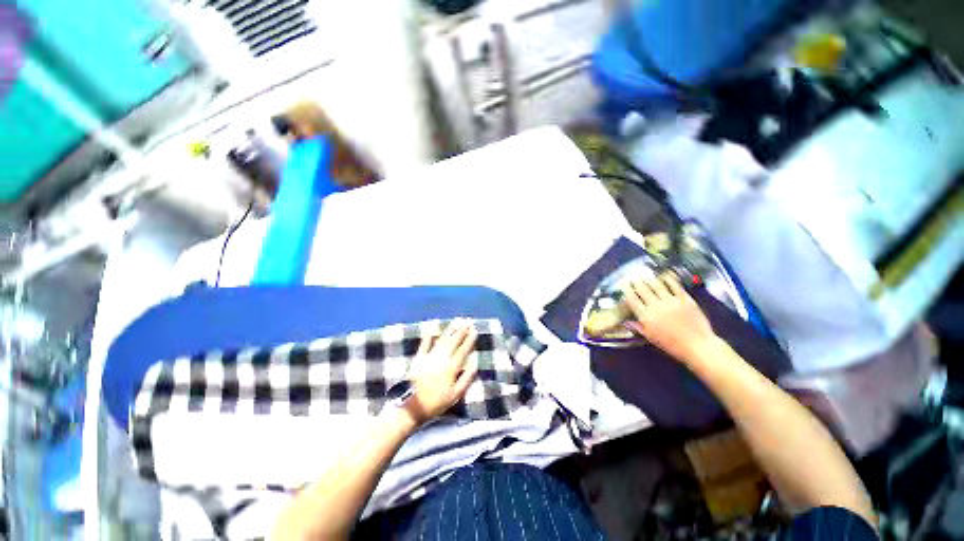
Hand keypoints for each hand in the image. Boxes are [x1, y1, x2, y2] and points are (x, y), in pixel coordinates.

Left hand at [404, 319, 478, 423]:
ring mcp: (429, 357)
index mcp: (451, 368)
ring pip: (442, 340)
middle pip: (453, 342)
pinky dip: (428, 335)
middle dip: (461, 331)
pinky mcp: (418, 358)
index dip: (469, 340)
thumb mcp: (455, 395)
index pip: (463, 350)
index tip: (474, 330)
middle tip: (467, 321)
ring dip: (449, 330)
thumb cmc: (435, 403)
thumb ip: (466, 377)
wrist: (410, 407)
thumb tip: (475, 361)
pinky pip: (424, 344)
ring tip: (456, 321)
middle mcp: (441, 359)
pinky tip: (432, 328)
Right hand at [620, 273, 718, 363]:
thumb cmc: (672, 344)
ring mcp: (671, 301)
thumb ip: (638, 327)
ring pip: (657, 286)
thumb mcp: (651, 337)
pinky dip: (668, 279)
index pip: (632, 299)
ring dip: (649, 279)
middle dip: (636, 282)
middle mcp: (656, 306)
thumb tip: (626, 322)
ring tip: (645, 275)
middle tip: (633, 277)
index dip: (626, 290)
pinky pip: (675, 286)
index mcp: (646, 316)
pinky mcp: (684, 299)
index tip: (623, 284)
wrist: (697, 346)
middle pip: (643, 290)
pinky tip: (665, 275)